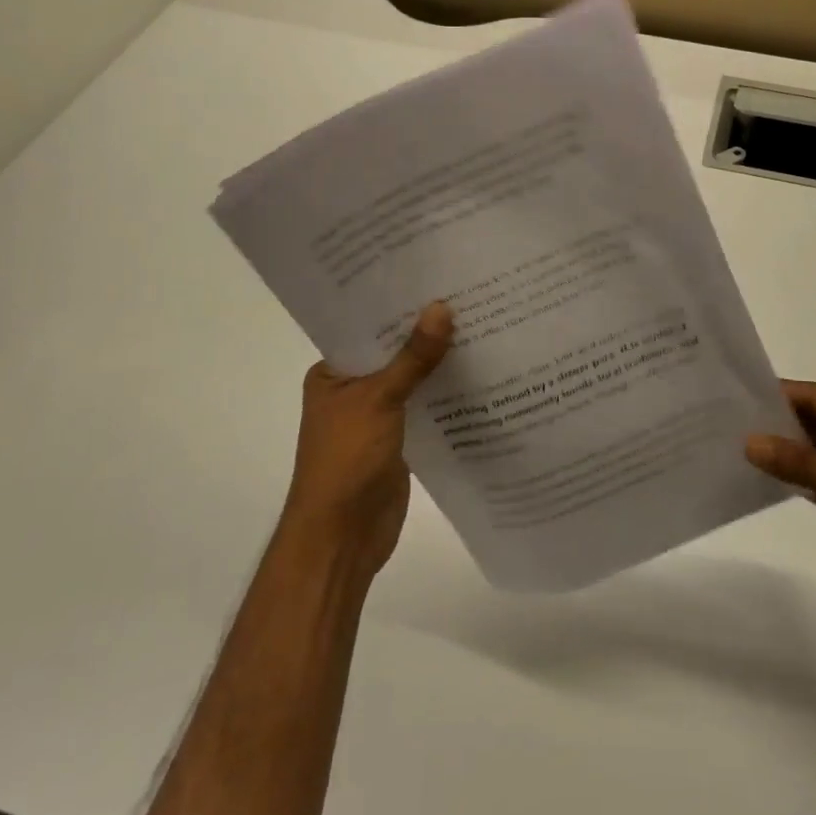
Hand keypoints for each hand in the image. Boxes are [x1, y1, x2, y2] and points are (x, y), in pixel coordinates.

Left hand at [283, 302, 453, 572]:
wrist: (343, 537)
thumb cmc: (346, 460)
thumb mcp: (379, 399)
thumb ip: (413, 357)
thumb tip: (442, 307)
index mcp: (333, 373)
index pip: (367, 328)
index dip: (398, 305)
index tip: (436, 277)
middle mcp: (353, 389)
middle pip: (394, 351)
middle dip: (425, 331)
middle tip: (469, 294)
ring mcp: (378, 415)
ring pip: (412, 378)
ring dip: (439, 361)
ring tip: (482, 322)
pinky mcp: (401, 438)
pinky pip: (426, 405)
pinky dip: (446, 392)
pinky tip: (479, 371)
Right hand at [746, 381, 815, 644]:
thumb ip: (801, 464)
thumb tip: (748, 441)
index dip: (777, 393)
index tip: (733, 392)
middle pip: (808, 419)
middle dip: (771, 419)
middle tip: (721, 416)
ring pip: (806, 448)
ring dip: (776, 447)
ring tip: (728, 442)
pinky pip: (809, 475)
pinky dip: (786, 474)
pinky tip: (753, 474)